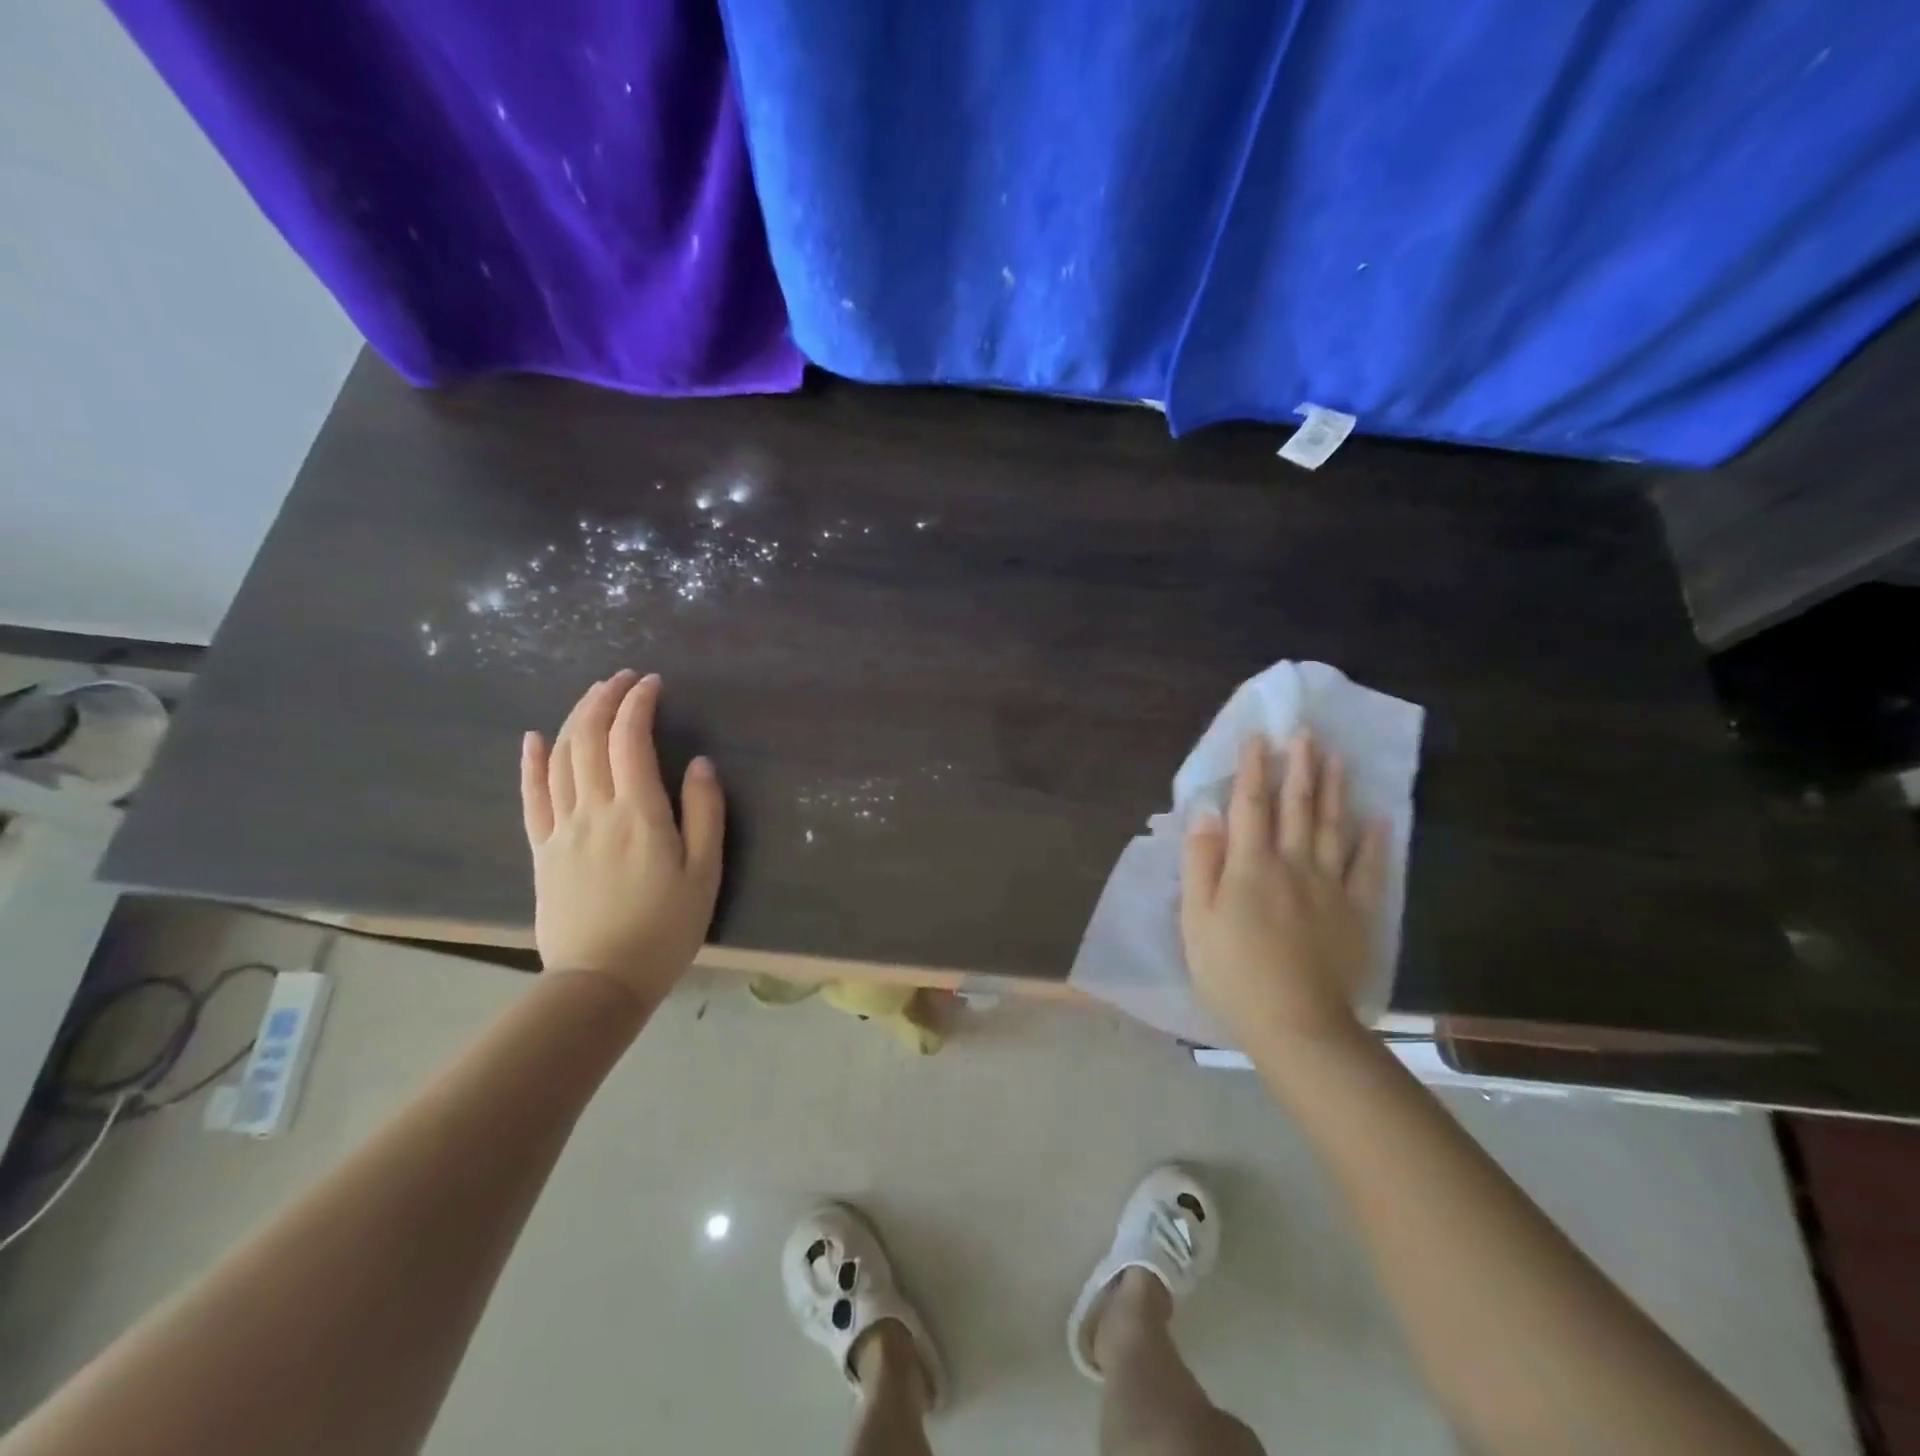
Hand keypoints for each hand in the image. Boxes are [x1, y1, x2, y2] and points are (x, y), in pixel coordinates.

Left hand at [520, 671, 724, 1003]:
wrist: (601, 981)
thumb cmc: (665, 928)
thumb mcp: (704, 873)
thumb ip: (704, 813)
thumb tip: (699, 764)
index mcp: (638, 813)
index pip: (630, 740)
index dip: (639, 704)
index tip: (653, 683)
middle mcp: (594, 810)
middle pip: (590, 739)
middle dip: (605, 700)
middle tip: (623, 679)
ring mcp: (562, 829)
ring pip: (561, 759)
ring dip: (576, 719)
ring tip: (593, 696)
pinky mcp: (543, 851)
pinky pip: (531, 798)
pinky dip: (532, 763)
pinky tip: (535, 738)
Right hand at [1181, 731, 1387, 1053]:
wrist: (1296, 1024)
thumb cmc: (1233, 973)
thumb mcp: (1196, 919)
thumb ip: (1201, 863)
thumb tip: (1206, 813)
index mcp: (1251, 866)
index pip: (1250, 806)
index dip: (1252, 769)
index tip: (1258, 736)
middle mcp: (1293, 864)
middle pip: (1297, 808)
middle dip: (1300, 767)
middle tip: (1307, 732)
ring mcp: (1330, 887)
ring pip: (1333, 828)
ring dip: (1334, 790)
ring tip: (1338, 758)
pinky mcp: (1356, 913)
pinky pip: (1368, 870)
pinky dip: (1375, 843)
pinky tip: (1379, 819)